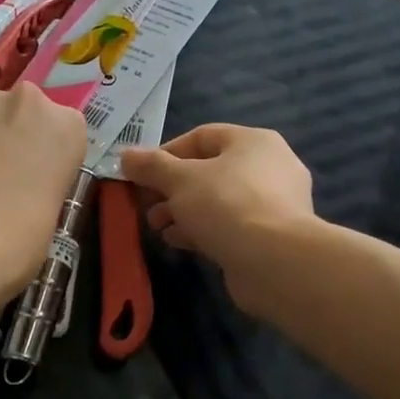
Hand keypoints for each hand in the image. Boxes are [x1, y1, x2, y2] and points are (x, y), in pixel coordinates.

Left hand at [0, 81, 86, 291]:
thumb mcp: (50, 213)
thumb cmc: (20, 240)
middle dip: (5, 133)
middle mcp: (25, 100)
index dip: (41, 151)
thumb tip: (16, 189)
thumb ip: (38, 184)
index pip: (60, 128)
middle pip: (17, 109)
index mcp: (66, 127)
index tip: (29, 176)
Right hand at [117, 124, 316, 310]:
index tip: (140, 174)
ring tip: (157, 227)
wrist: (275, 262)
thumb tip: (125, 156)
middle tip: (145, 205)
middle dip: (171, 188)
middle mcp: (269, 167)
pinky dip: (202, 230)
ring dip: (183, 211)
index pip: (202, 137)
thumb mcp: (179, 180)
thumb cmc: (226, 205)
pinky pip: (230, 225)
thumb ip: (151, 166)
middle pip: (209, 170)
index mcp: (253, 142)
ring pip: (218, 200)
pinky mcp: (271, 236)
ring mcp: (274, 204)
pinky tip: (178, 242)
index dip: (166, 153)